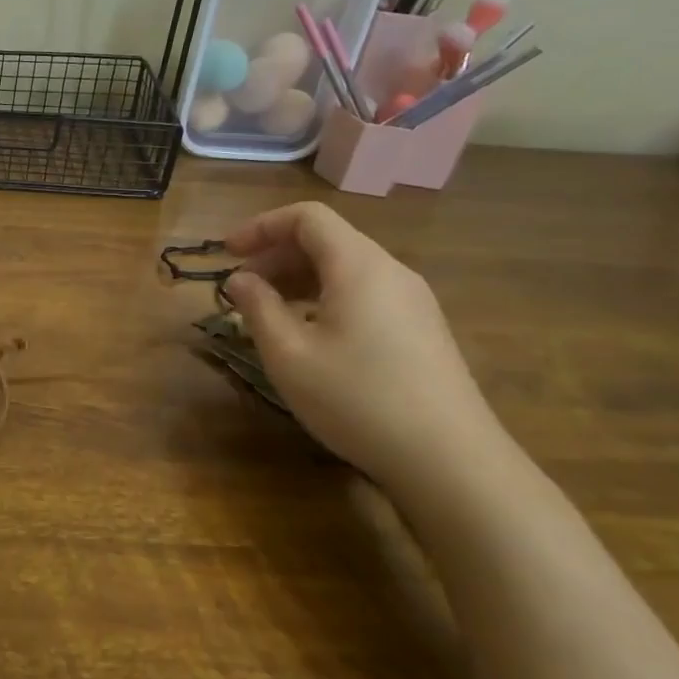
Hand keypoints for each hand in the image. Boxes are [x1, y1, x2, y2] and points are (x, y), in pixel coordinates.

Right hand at [221, 202, 508, 486]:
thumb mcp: (289, 355)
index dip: (261, 226)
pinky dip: (325, 298)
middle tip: (240, 288)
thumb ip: (258, 308)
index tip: (227, 253)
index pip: (307, 217)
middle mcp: (390, 272)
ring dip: (299, 279)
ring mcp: (412, 302)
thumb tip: (240, 280)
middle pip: (327, 240)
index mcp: (359, 266)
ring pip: (346, 269)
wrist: (451, 462)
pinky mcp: (422, 331)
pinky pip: (364, 294)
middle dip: (275, 255)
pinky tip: (309, 336)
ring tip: (267, 312)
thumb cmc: (358, 399)